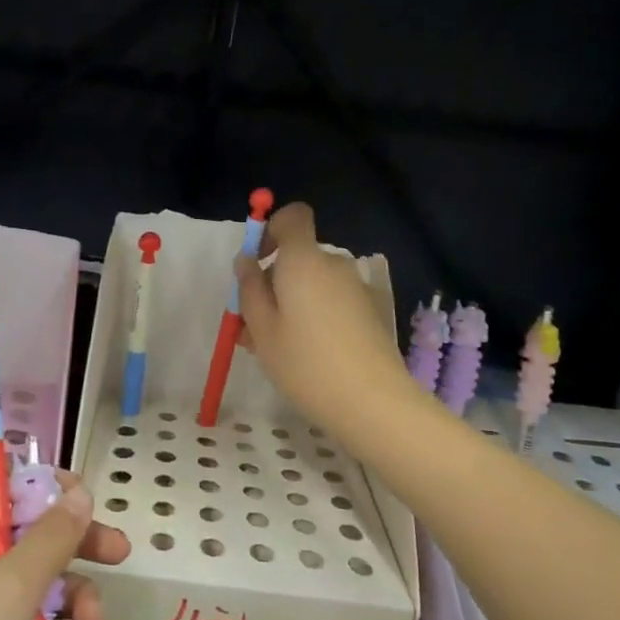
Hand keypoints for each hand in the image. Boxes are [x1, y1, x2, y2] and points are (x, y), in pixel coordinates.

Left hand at [0, 475, 128, 619]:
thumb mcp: (11, 584)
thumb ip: (53, 536)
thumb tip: (77, 492)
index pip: (2, 483)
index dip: (45, 486)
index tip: (84, 500)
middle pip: (32, 536)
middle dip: (77, 547)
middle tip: (119, 553)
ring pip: (41, 590)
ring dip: (73, 607)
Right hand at [235, 201, 425, 451]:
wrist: (372, 402)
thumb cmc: (305, 362)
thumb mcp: (262, 328)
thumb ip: (250, 288)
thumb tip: (247, 260)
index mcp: (304, 260)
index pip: (293, 217)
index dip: (271, 230)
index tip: (256, 263)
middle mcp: (333, 265)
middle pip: (299, 257)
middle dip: (273, 281)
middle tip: (252, 324)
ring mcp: (355, 288)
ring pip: (312, 284)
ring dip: (290, 303)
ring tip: (272, 347)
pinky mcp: (368, 312)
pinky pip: (330, 301)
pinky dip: (312, 316)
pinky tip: (303, 355)